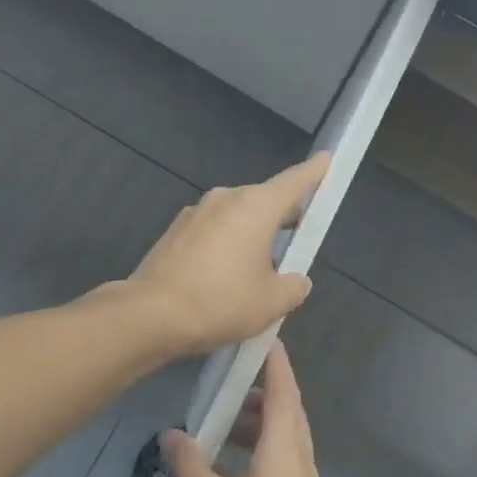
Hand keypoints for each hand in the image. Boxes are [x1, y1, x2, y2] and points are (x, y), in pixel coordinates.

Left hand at [127, 154, 328, 356]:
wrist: (150, 316)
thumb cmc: (220, 302)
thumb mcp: (271, 303)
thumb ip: (293, 287)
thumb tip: (296, 281)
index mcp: (255, 207)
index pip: (294, 181)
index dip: (315, 172)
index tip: (327, 160)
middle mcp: (224, 200)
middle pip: (264, 202)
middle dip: (282, 219)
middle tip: (297, 242)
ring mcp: (194, 214)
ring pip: (235, 221)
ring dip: (250, 239)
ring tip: (258, 275)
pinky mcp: (174, 234)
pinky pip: (211, 236)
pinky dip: (224, 250)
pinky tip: (224, 283)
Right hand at [163, 343, 339, 476]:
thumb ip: (191, 467)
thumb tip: (172, 433)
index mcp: (283, 451)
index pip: (282, 390)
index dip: (274, 360)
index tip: (260, 332)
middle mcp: (299, 460)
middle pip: (286, 409)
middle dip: (261, 386)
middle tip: (228, 373)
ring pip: (284, 436)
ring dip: (258, 420)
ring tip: (222, 418)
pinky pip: (282, 458)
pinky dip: (260, 445)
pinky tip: (230, 463)